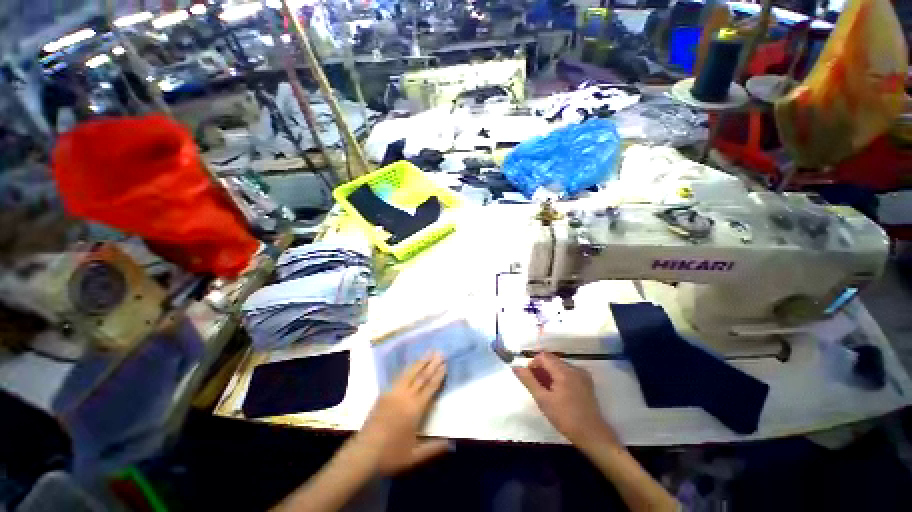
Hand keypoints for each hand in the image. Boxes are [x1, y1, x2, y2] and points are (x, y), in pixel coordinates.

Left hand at [352, 353, 450, 474]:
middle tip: (439, 353)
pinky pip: (398, 377)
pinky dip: (407, 369)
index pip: (430, 388)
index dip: (438, 376)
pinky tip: (411, 365)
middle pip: (421, 377)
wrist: (363, 454)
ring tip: (428, 352)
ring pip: (409, 373)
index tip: (444, 364)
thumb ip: (433, 448)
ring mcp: (393, 393)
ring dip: (420, 362)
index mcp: (414, 410)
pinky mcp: (384, 394)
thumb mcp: (414, 456)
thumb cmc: (390, 456)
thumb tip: (452, 444)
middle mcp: (405, 397)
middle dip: (431, 364)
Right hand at [513, 352, 617, 447]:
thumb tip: (516, 367)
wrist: (593, 435)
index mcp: (564, 371)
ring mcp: (582, 374)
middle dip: (541, 369)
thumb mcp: (543, 400)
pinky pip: (568, 372)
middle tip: (536, 385)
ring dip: (550, 373)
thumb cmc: (565, 418)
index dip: (533, 364)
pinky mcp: (586, 381)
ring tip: (545, 390)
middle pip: (552, 360)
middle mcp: (574, 368)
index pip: (543, 356)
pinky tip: (557, 391)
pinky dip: (559, 376)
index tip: (529, 377)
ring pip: (559, 365)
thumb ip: (528, 381)